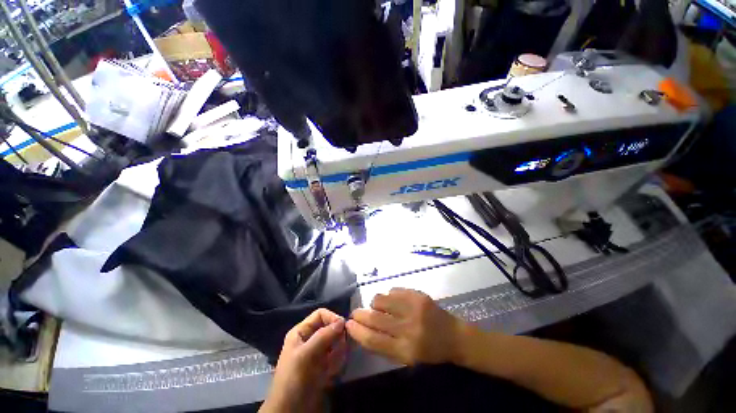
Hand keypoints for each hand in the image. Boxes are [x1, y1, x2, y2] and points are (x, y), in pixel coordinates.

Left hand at [260, 309, 346, 412]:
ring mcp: (318, 352)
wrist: (290, 411)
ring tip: (335, 363)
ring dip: (339, 350)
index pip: (320, 314)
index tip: (343, 327)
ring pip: (335, 341)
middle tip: (341, 347)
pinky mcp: (324, 365)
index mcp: (302, 331)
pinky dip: (338, 361)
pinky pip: (336, 356)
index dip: (332, 317)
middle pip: (330, 327)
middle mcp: (310, 339)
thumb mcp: (306, 355)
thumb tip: (342, 320)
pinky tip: (333, 372)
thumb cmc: (293, 379)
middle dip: (337, 336)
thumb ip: (324, 336)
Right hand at [346, 288, 462, 365]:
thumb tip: (362, 330)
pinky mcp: (418, 295)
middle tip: (355, 312)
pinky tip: (393, 300)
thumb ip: (384, 345)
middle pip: (375, 319)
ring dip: (375, 303)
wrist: (454, 336)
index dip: (357, 332)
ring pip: (381, 299)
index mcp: (405, 350)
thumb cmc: (429, 351)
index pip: (373, 340)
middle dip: (360, 314)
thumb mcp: (407, 357)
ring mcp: (413, 308)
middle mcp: (408, 328)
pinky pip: (393, 290)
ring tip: (379, 306)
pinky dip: (389, 295)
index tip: (348, 325)